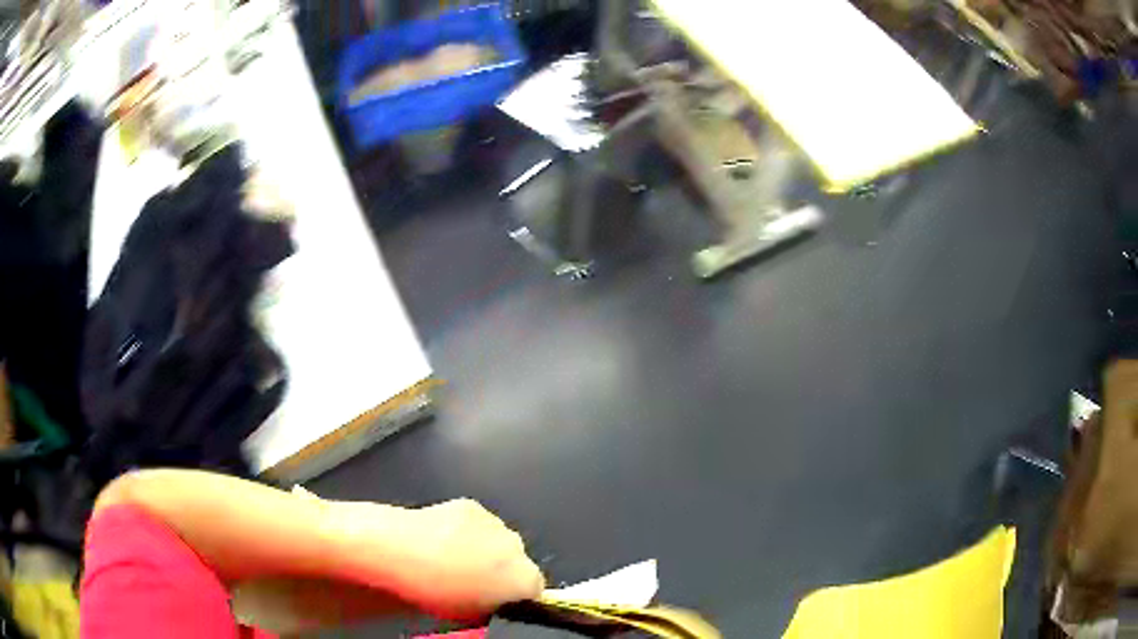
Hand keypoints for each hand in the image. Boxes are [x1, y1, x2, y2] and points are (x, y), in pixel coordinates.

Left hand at [332, 498, 544, 619]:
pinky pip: (479, 524)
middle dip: (502, 571)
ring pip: (499, 541)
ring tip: (454, 559)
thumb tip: (497, 602)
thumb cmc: (433, 592)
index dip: (516, 597)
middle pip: (519, 562)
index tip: (497, 601)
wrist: (399, 551)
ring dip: (486, 549)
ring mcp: (496, 523)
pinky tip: (443, 539)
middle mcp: (518, 547)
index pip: (536, 590)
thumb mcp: (471, 615)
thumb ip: (496, 607)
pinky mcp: (472, 505)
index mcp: (524, 578)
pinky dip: (468, 531)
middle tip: (474, 582)